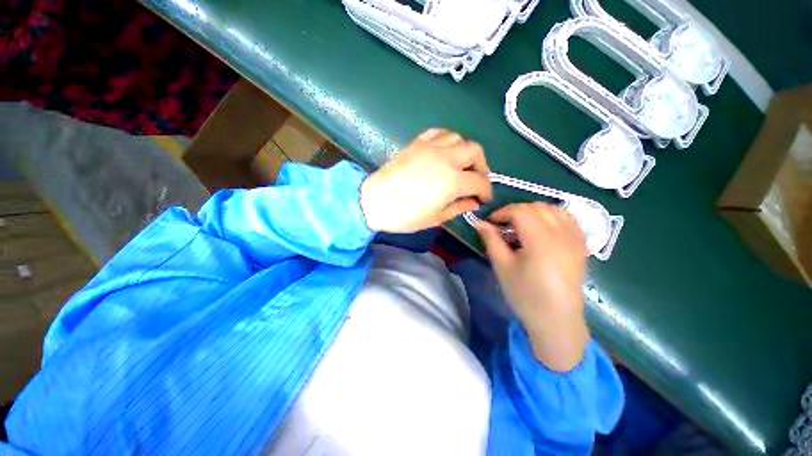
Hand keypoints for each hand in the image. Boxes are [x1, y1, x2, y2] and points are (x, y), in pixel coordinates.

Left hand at [360, 128, 492, 232]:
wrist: (374, 201)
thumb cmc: (405, 216)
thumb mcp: (436, 218)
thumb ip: (459, 207)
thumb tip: (474, 201)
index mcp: (452, 181)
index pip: (480, 182)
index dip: (486, 191)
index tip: (483, 199)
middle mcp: (445, 158)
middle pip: (475, 151)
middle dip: (481, 166)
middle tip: (475, 180)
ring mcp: (430, 147)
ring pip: (459, 138)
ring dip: (465, 151)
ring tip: (460, 165)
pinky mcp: (417, 143)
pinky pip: (439, 132)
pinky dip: (447, 140)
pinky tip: (444, 151)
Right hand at [475, 203, 589, 371]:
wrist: (556, 319)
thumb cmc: (525, 295)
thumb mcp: (502, 267)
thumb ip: (491, 240)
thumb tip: (479, 222)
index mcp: (540, 241)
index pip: (521, 211)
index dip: (502, 212)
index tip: (490, 222)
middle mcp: (561, 235)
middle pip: (537, 207)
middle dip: (516, 210)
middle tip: (503, 224)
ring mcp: (575, 239)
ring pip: (554, 209)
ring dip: (534, 211)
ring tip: (522, 225)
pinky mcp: (581, 245)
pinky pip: (568, 219)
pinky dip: (552, 216)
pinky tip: (542, 228)